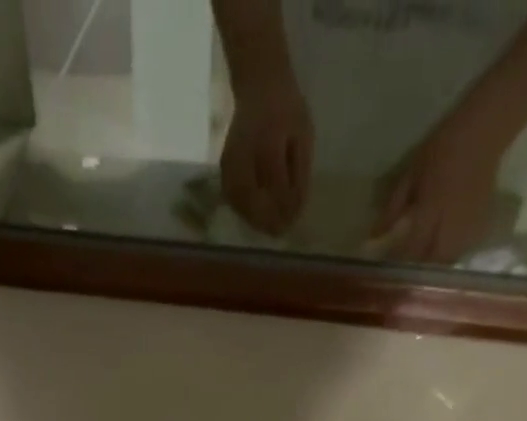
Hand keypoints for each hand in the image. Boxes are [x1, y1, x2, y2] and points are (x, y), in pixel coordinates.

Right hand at [220, 68, 313, 235]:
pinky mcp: (224, 166)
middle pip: (253, 201)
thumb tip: (296, 209)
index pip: (277, 188)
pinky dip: (243, 210)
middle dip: (268, 220)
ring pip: (240, 202)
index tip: (294, 221)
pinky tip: (254, 215)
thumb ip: (299, 173)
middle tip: (280, 232)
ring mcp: (231, 162)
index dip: (286, 208)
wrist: (258, 82)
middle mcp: (246, 156)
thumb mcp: (303, 135)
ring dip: (253, 219)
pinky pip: (232, 196)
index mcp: (270, 144)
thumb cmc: (287, 108)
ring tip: (268, 228)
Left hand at [371, 109, 507, 264]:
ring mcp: (469, 223)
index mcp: (431, 207)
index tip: (388, 267)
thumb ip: (393, 207)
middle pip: (434, 260)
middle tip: (408, 268)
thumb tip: (375, 236)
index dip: (400, 260)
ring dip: (436, 264)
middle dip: (420, 268)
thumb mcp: (411, 173)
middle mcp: (451, 221)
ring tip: (426, 262)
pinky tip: (444, 248)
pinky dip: (452, 253)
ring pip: (450, 258)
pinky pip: (464, 248)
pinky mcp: (482, 221)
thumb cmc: (442, 148)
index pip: (413, 246)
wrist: (483, 131)